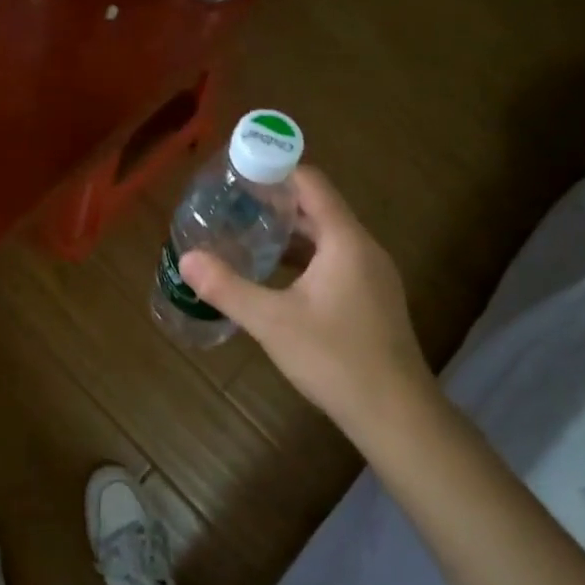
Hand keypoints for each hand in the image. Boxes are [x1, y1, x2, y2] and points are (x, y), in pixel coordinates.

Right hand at [178, 166, 435, 441]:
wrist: (396, 415)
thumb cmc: (335, 358)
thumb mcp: (272, 321)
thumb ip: (227, 287)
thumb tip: (187, 259)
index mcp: (345, 241)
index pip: (311, 183)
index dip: (276, 170)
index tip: (240, 170)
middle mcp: (363, 248)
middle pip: (319, 207)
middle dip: (277, 201)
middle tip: (233, 202)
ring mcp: (372, 275)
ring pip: (327, 236)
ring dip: (291, 231)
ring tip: (248, 231)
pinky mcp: (372, 298)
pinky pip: (335, 259)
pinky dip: (305, 256)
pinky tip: (276, 274)